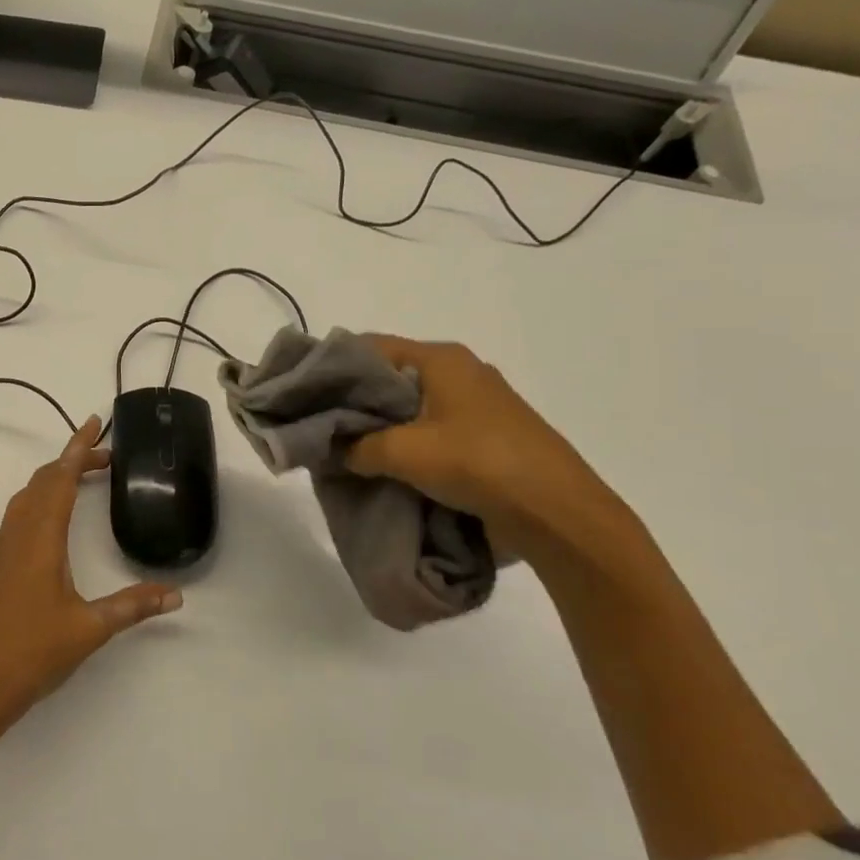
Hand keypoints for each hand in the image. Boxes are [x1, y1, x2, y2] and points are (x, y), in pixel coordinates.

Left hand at [0, 417, 180, 727]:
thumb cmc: (34, 651)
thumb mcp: (91, 627)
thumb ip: (133, 606)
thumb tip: (176, 594)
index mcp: (41, 539)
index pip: (60, 479)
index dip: (78, 448)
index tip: (94, 422)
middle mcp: (19, 535)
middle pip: (42, 481)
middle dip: (71, 460)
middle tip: (104, 456)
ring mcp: (4, 550)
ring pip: (27, 497)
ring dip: (52, 478)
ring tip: (80, 477)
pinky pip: (19, 515)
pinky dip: (39, 499)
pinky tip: (50, 517)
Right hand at [344, 338, 623, 552]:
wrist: (557, 513)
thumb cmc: (478, 463)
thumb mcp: (403, 452)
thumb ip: (356, 446)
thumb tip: (330, 451)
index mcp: (441, 359)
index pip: (369, 346)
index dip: (332, 366)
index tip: (301, 392)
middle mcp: (458, 372)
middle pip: (388, 377)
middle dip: (352, 402)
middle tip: (316, 426)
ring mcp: (475, 405)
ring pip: (408, 407)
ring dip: (377, 428)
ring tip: (342, 451)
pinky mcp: (484, 437)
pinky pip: (428, 430)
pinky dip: (403, 444)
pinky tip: (380, 467)